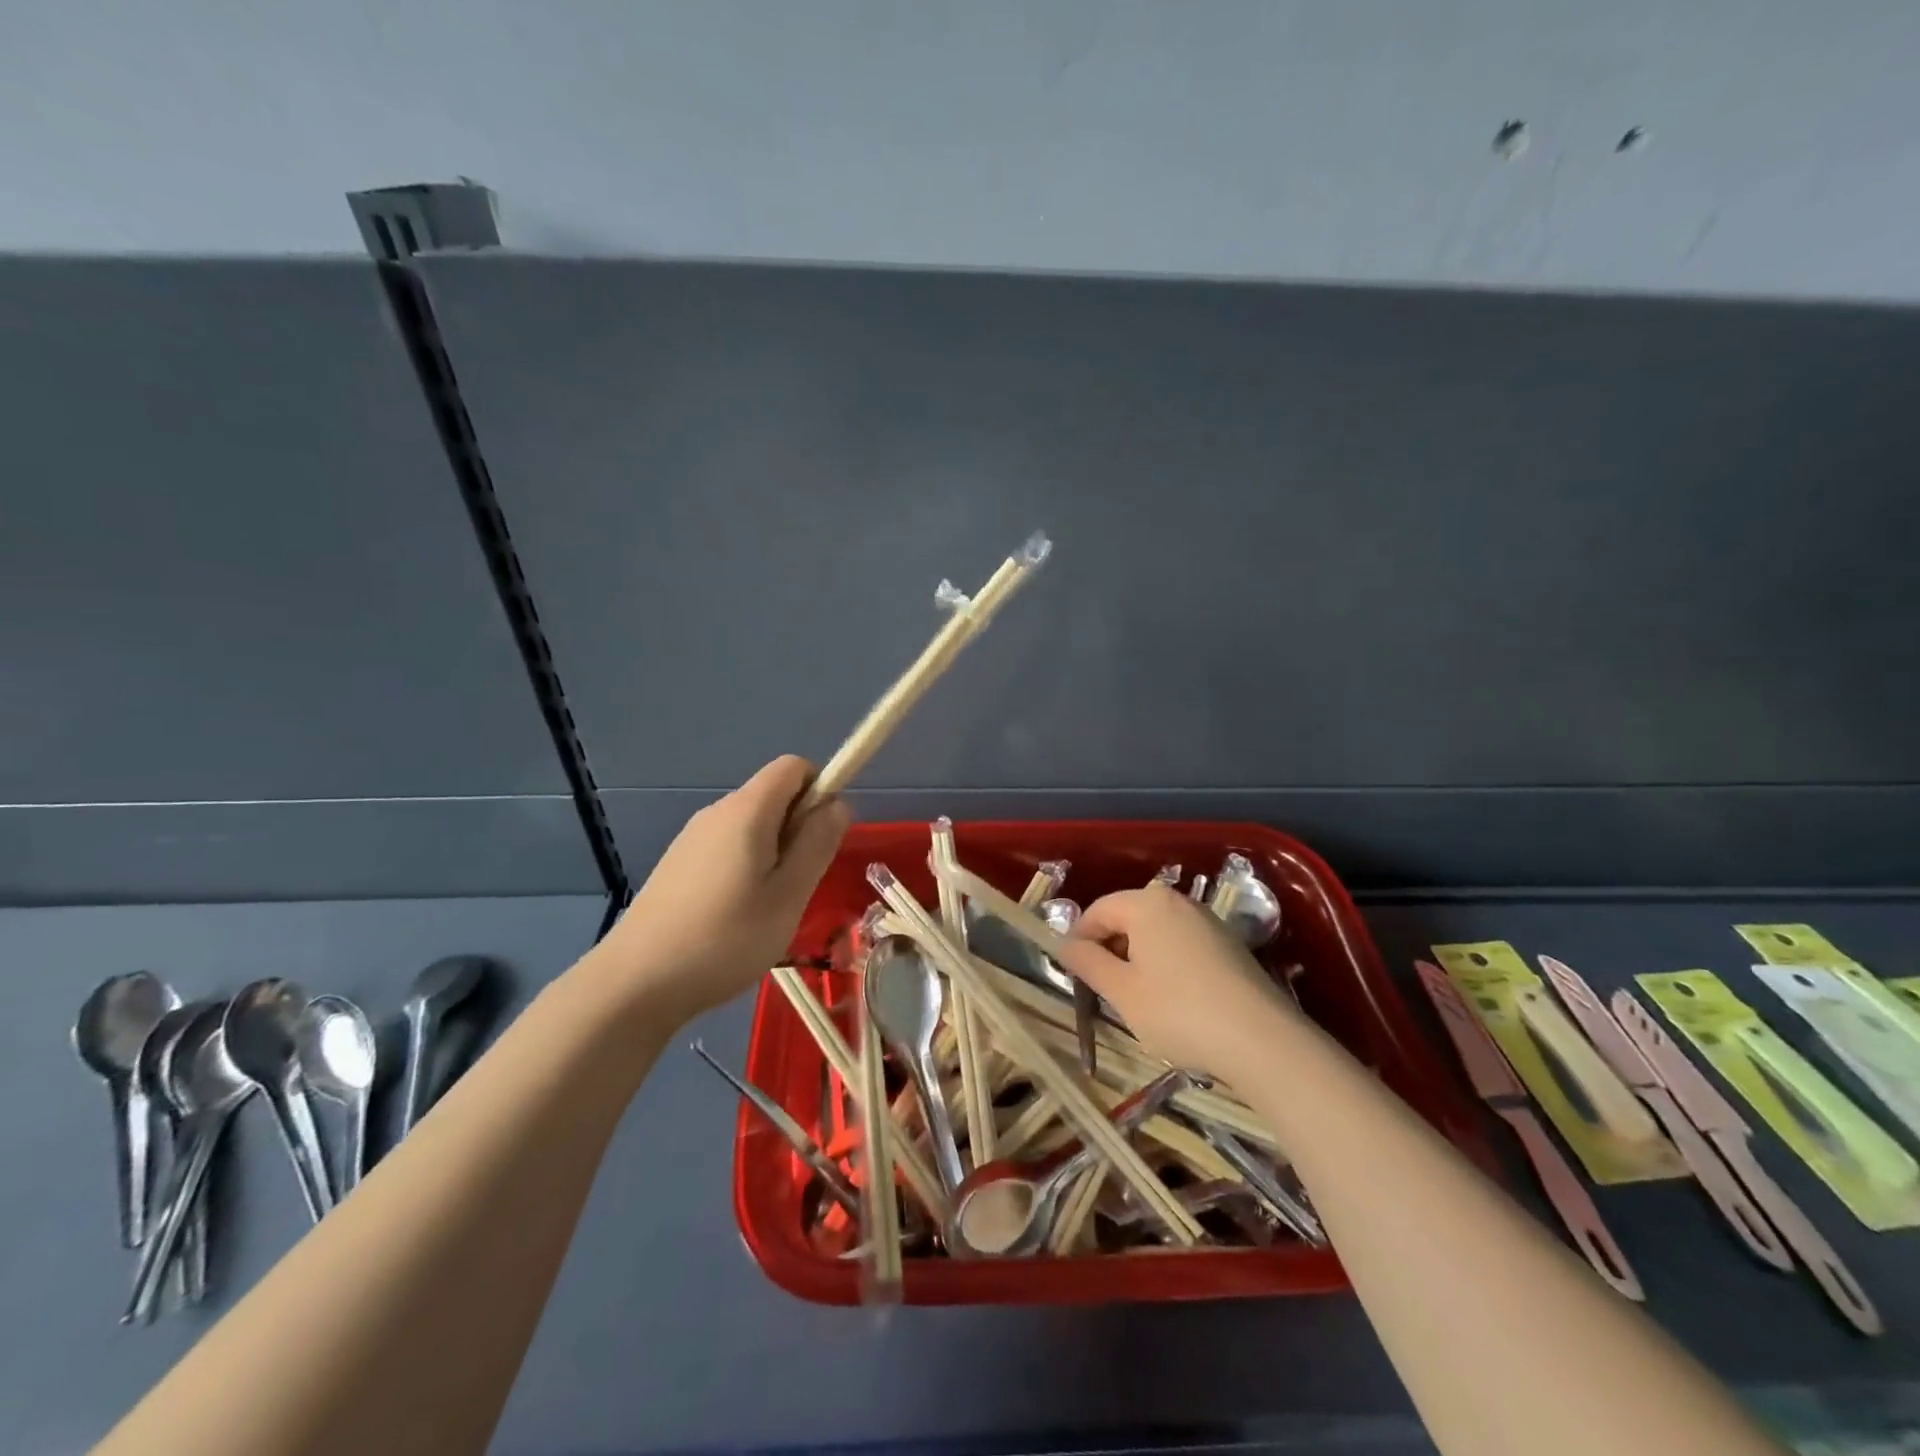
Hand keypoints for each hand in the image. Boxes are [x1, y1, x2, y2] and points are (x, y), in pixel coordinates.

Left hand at [595, 756, 849, 1024]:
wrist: (635, 983)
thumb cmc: (725, 938)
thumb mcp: (789, 895)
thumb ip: (817, 843)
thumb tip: (838, 803)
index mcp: (747, 810)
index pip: (794, 766)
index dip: (820, 790)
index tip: (823, 839)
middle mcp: (717, 812)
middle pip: (772, 796)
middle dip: (799, 828)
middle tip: (798, 885)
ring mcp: (692, 838)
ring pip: (751, 826)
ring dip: (773, 853)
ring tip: (768, 908)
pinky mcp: (677, 864)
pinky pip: (727, 847)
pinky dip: (746, 867)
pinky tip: (735, 917)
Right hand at [1053, 883, 1299, 1076]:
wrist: (1263, 1041)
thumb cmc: (1179, 1012)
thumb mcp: (1122, 992)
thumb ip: (1088, 963)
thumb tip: (1064, 944)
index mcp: (1147, 903)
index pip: (1098, 911)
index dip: (1079, 941)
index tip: (1075, 975)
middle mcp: (1178, 901)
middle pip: (1128, 917)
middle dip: (1110, 949)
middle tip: (1105, 991)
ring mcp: (1208, 921)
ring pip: (1156, 932)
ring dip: (1138, 959)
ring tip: (1138, 1000)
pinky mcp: (1229, 944)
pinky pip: (1182, 944)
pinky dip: (1166, 964)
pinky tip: (1174, 1001)